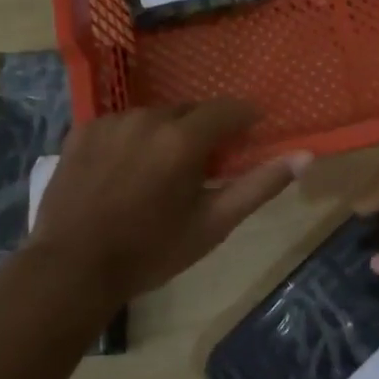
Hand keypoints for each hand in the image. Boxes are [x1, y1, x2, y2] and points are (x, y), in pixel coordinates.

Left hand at [30, 101, 306, 300]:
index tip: (251, 132)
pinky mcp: (81, 131)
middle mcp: (147, 118)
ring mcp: (110, 122)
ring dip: (166, 135)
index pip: (229, 109)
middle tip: (203, 166)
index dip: (245, 118)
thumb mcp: (213, 224)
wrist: (73, 268)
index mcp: (183, 139)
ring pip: (154, 117)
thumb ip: (259, 185)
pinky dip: (132, 140)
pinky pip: (121, 125)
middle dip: (203, 131)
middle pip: (190, 112)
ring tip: (160, 172)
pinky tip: (125, 172)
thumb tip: (305, 156)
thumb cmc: (151, 251)